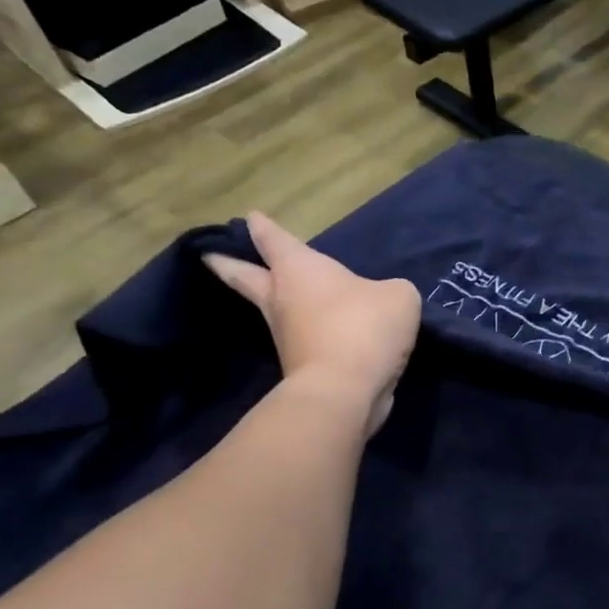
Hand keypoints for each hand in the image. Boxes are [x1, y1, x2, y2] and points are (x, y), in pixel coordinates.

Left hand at [205, 212, 420, 433]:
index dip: (262, 228)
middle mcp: (283, 298)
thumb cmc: (364, 327)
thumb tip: (382, 301)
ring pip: (272, 310)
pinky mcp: (299, 365)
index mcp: (300, 270)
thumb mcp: (398, 296)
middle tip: (210, 255)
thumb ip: (391, 290)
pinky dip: (309, 332)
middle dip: (228, 263)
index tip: (249, 217)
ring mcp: (286, 335)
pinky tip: (328, 331)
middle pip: (246, 276)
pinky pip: (303, 339)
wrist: (343, 390)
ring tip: (282, 293)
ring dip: (272, 301)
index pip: (275, 241)